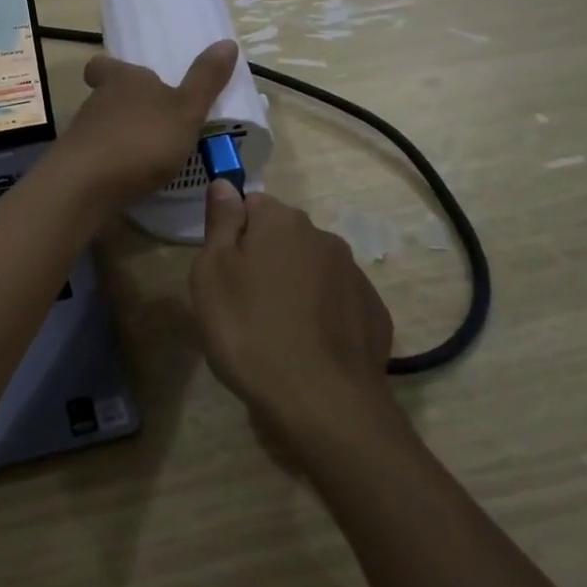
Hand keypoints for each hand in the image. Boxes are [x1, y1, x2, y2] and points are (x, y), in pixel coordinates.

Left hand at [51, 40, 240, 208]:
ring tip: (149, 153)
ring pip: (101, 126)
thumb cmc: (142, 139)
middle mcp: (97, 101)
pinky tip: (131, 178)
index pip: (104, 65)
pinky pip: (97, 156)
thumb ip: (205, 80)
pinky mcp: (76, 165)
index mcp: (123, 79)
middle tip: (152, 119)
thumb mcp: (185, 110)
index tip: (126, 78)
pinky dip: (113, 163)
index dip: (112, 69)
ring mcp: (82, 133)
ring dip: (120, 135)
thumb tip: (228, 41)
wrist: (87, 185)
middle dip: (125, 106)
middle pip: (106, 96)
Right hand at [190, 184, 395, 439]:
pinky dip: (321, 314)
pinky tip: (307, 347)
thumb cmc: (251, 331)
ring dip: (294, 286)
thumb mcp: (212, 274)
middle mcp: (323, 237)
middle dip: (264, 258)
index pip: (251, 204)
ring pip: (311, 268)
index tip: (223, 269)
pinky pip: (336, 301)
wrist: (323, 402)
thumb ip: (220, 223)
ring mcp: (354, 275)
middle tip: (243, 303)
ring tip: (275, 331)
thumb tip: (224, 184)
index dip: (232, 233)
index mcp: (282, 222)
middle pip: (283, 236)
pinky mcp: (373, 313)